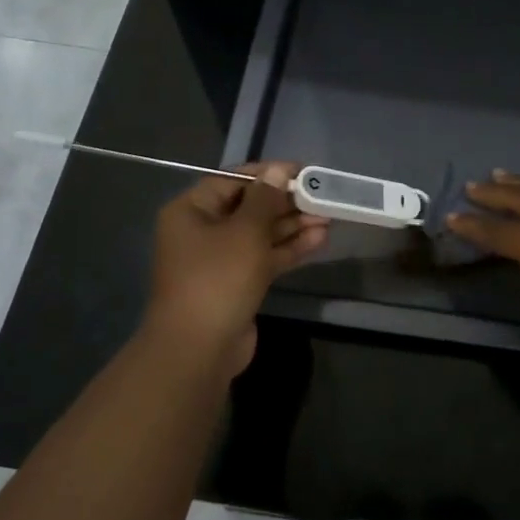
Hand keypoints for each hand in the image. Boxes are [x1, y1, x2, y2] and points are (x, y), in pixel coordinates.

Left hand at [143, 161, 328, 376]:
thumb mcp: (245, 232)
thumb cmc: (218, 279)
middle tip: (322, 197)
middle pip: (249, 208)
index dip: (268, 174)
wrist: (200, 348)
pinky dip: (289, 249)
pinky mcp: (237, 284)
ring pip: (260, 234)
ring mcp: (219, 261)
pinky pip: (264, 258)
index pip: (233, 180)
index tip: (303, 172)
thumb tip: (279, 170)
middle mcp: (202, 232)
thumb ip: (265, 199)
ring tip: (328, 216)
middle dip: (286, 202)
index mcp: (191, 211)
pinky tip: (319, 240)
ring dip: (292, 226)